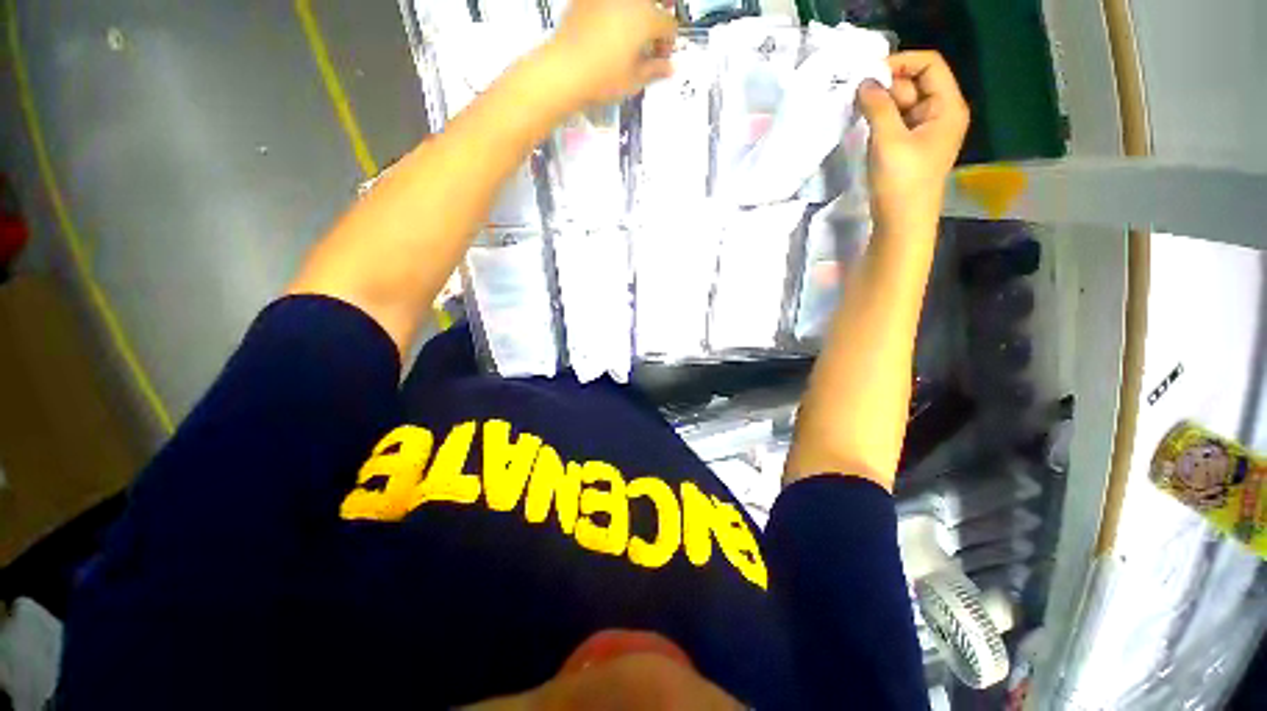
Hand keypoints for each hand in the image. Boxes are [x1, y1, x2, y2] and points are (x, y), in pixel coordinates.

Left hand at [543, 0, 677, 108]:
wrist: (564, 70)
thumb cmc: (603, 79)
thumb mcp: (633, 81)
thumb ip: (654, 70)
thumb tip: (669, 68)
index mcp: (646, 17)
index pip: (668, 26)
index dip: (668, 44)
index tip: (660, 59)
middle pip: (652, 5)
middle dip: (653, 22)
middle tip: (646, 43)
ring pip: (631, 2)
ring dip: (635, 14)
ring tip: (627, 36)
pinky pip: (607, 3)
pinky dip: (612, 11)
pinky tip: (606, 29)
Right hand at [857, 51, 968, 231]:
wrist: (902, 224)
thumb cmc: (901, 183)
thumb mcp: (888, 141)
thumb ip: (877, 106)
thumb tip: (865, 82)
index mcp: (947, 107)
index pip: (929, 65)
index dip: (901, 63)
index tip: (870, 74)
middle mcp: (941, 114)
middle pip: (916, 83)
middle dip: (888, 87)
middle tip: (860, 101)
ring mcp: (927, 132)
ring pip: (904, 103)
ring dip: (882, 105)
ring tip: (860, 117)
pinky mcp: (912, 147)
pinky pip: (898, 122)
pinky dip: (882, 121)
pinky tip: (867, 130)